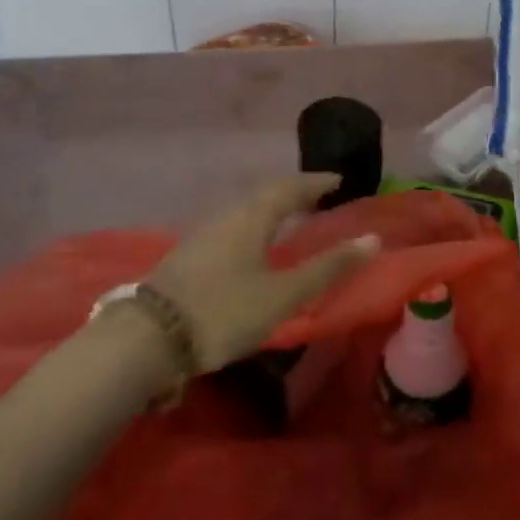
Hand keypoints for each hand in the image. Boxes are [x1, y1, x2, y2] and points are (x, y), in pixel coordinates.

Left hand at [139, 174, 379, 370]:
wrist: (146, 339)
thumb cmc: (223, 311)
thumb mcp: (283, 295)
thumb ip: (327, 269)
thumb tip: (373, 240)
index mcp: (252, 217)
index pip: (290, 188)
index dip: (316, 182)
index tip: (338, 179)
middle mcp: (226, 216)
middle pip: (264, 195)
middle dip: (293, 193)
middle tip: (316, 197)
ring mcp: (202, 235)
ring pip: (244, 211)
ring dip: (270, 209)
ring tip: (288, 219)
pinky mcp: (187, 256)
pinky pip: (230, 228)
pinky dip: (252, 227)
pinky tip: (251, 246)